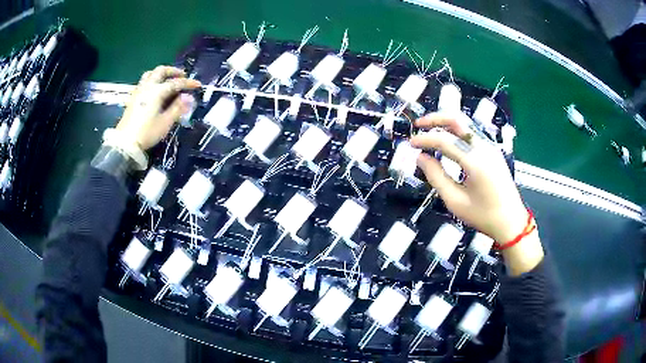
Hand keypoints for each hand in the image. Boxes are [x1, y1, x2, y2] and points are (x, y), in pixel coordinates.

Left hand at [117, 66, 201, 149]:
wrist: (125, 143)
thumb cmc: (147, 133)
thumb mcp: (165, 122)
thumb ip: (177, 108)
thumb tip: (188, 97)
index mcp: (157, 91)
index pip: (175, 83)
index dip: (188, 83)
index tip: (198, 85)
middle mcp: (147, 87)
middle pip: (161, 71)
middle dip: (173, 71)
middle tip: (182, 76)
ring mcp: (139, 91)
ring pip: (150, 74)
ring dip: (161, 74)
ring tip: (168, 80)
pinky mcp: (133, 98)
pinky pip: (144, 82)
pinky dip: (153, 80)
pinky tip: (156, 90)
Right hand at [410, 112, 526, 242]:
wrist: (511, 221)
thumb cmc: (483, 216)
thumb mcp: (455, 201)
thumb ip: (436, 177)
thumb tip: (420, 157)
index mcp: (475, 161)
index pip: (445, 140)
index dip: (425, 139)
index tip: (410, 143)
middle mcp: (484, 147)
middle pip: (458, 120)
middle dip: (435, 118)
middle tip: (418, 125)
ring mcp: (490, 147)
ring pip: (465, 123)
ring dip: (445, 123)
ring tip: (429, 130)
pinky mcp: (492, 150)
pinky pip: (471, 133)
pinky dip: (455, 131)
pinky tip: (446, 140)